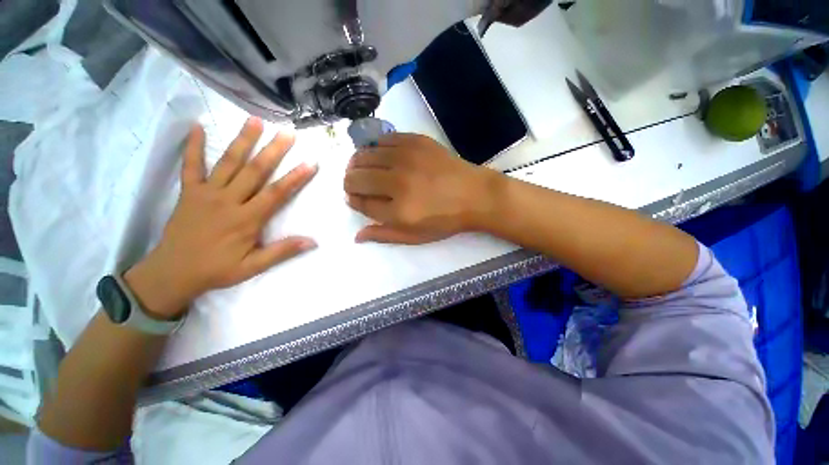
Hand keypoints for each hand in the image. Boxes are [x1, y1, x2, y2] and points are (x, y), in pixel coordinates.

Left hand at [124, 118, 317, 318]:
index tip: (310, 163)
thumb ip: (282, 252)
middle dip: (273, 150)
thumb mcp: (253, 267)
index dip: (295, 178)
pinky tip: (197, 127)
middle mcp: (228, 201)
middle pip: (255, 171)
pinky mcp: (189, 192)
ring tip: (255, 121)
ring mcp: (206, 193)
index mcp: (246, 219)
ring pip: (228, 163)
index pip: (276, 193)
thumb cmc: (217, 270)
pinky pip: (190, 166)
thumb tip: (313, 242)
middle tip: (287, 132)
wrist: (172, 273)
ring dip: (242, 141)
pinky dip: (193, 146)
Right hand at [344, 133, 497, 243]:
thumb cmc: (445, 220)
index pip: (360, 202)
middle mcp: (397, 182)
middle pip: (356, 177)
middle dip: (350, 182)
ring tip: (364, 168)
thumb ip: (384, 235)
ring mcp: (406, 158)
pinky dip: (375, 147)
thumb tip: (357, 235)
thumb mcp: (415, 237)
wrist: (475, 195)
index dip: (353, 200)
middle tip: (356, 184)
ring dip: (357, 163)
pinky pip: (382, 139)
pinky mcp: (415, 141)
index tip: (354, 198)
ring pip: (364, 155)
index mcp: (398, 211)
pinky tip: (380, 155)